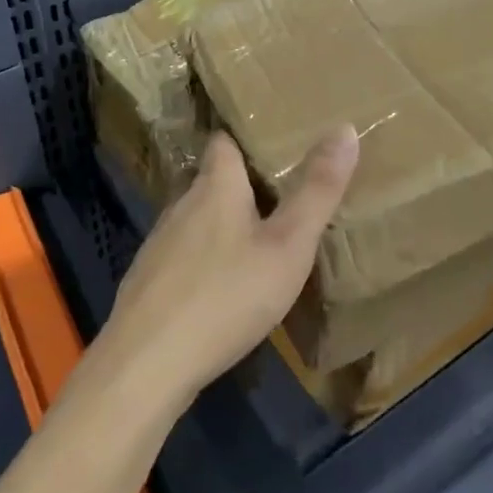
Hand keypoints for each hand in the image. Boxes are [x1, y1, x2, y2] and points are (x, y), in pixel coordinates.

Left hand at [99, 125, 359, 405]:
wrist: (147, 364)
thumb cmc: (226, 295)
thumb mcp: (288, 245)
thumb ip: (317, 191)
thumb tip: (344, 128)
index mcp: (215, 187)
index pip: (224, 142)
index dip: (245, 137)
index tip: (273, 140)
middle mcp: (182, 205)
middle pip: (212, 181)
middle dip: (242, 183)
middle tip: (280, 191)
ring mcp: (160, 245)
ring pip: (197, 220)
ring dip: (223, 223)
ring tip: (257, 236)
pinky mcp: (149, 282)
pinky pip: (184, 256)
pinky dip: (205, 258)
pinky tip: (223, 285)